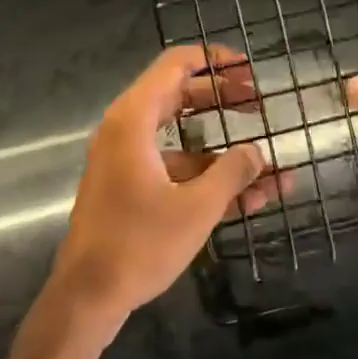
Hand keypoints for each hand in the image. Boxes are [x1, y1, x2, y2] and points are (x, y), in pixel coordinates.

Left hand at [48, 44, 276, 327]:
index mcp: (134, 119)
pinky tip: (251, 199)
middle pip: (180, 97)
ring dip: (225, 151)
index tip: (249, 70)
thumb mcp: (197, 207)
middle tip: (261, 105)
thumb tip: (258, 152)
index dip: (215, 60)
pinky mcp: (131, 189)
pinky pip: (176, 170)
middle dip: (224, 100)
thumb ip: (232, 173)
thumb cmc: (139, 243)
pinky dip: (208, 178)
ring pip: (184, 140)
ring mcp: (128, 162)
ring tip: (270, 164)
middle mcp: (127, 131)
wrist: (86, 298)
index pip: (176, 65)